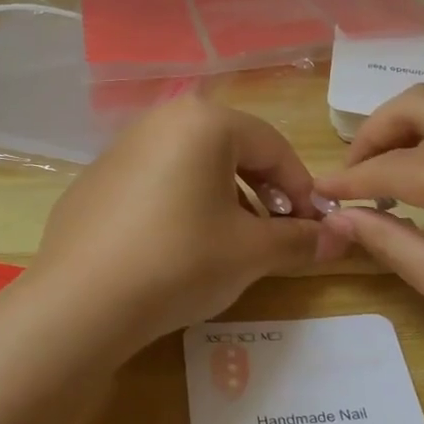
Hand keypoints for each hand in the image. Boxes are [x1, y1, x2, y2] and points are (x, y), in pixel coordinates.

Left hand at [31, 97, 337, 350]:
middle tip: (277, 234)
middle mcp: (160, 121)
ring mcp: (120, 149)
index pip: (272, 146)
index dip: (302, 188)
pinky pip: (155, 183)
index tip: (316, 227)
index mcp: (203, 122)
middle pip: (231, 150)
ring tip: (231, 244)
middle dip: (263, 192)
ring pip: (192, 166)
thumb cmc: (181, 260)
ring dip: (224, 199)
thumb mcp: (251, 252)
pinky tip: (177, 248)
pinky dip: (180, 205)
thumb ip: (301, 239)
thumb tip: (341, 237)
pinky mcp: (95, 181)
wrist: (82, 301)